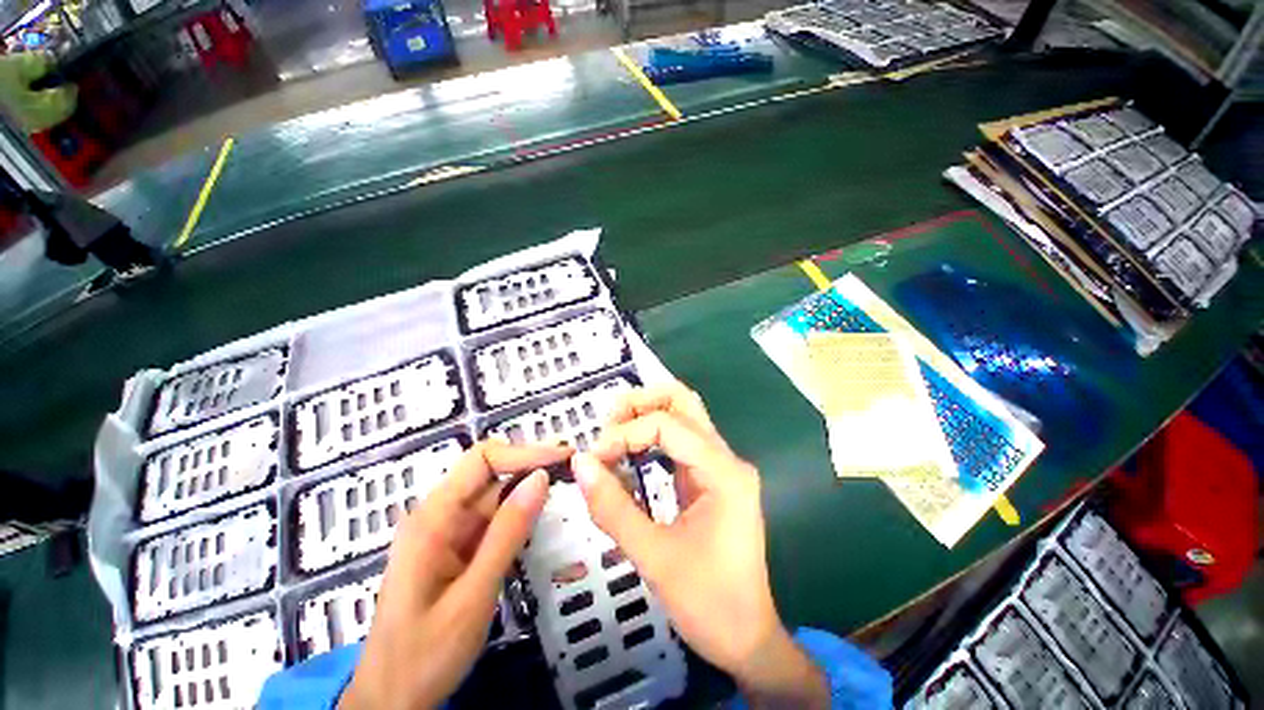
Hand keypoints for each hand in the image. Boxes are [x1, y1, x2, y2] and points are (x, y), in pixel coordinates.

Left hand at [341, 441, 569, 709]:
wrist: (395, 686)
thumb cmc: (430, 647)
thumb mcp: (475, 594)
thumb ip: (505, 536)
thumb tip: (539, 480)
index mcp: (430, 520)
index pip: (479, 461)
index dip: (524, 453)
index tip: (570, 458)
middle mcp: (430, 521)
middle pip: (481, 482)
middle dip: (527, 475)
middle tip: (581, 482)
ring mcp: (435, 542)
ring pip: (482, 509)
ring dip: (521, 504)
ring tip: (568, 502)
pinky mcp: (442, 562)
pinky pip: (477, 536)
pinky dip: (507, 532)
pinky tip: (534, 533)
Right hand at [572, 383, 828, 708]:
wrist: (743, 636)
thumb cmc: (706, 600)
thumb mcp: (653, 556)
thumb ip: (613, 507)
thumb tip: (578, 462)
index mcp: (724, 474)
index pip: (668, 424)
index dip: (624, 433)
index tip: (591, 462)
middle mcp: (728, 466)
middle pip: (685, 407)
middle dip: (640, 407)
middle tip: (601, 431)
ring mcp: (723, 480)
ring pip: (684, 428)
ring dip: (645, 425)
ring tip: (607, 446)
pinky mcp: (713, 496)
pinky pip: (681, 457)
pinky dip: (652, 451)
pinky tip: (626, 467)